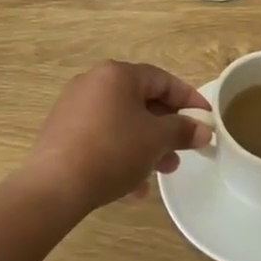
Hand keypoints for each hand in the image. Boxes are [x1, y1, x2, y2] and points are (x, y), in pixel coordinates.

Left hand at [25, 61, 211, 212]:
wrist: (54, 187)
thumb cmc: (112, 151)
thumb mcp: (155, 140)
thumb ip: (182, 130)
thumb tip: (203, 130)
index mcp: (117, 74)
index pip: (162, 79)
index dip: (188, 99)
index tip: (207, 118)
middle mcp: (94, 82)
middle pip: (141, 100)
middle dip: (166, 127)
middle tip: (183, 149)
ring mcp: (74, 107)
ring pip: (122, 121)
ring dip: (146, 144)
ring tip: (163, 170)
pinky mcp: (62, 132)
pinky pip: (102, 137)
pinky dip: (121, 153)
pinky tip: (133, 186)